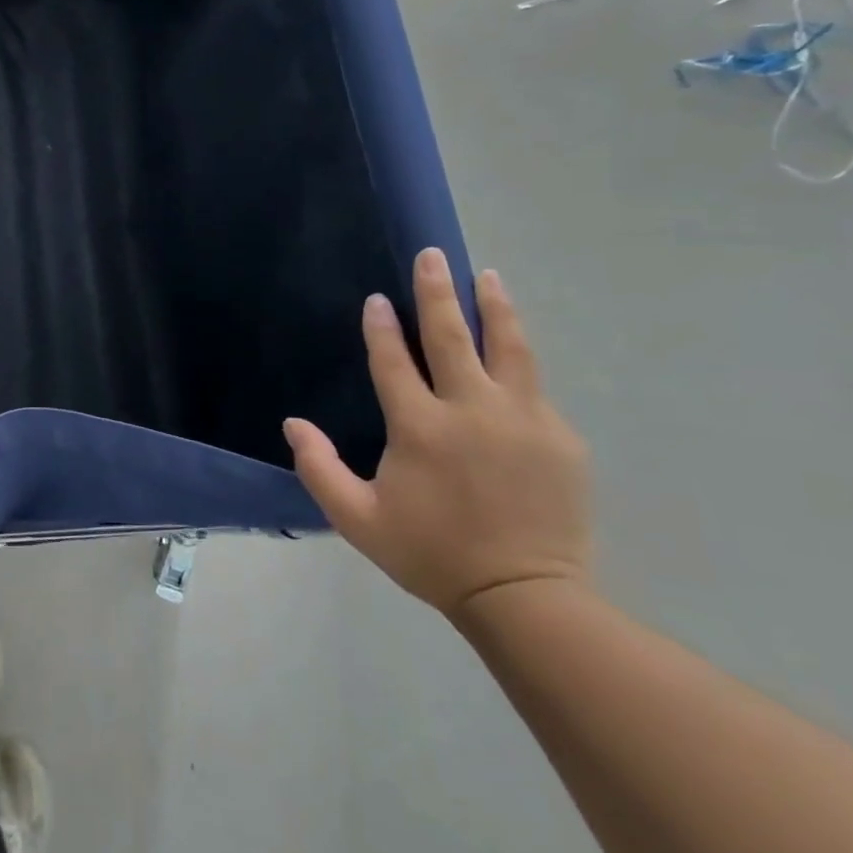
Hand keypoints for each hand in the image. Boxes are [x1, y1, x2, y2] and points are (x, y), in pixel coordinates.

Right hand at [284, 249, 591, 619]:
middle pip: (452, 336)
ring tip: (487, 276)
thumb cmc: (430, 554)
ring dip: (494, 307)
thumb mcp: (357, 519)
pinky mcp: (559, 437)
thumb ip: (319, 468)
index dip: (380, 328)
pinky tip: (510, 351)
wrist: (525, 596)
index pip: (394, 361)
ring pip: (508, 347)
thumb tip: (294, 423)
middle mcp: (471, 410)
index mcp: (420, 427)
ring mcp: (523, 420)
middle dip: (437, 292)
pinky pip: (533, 386)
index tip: (376, 299)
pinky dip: (517, 358)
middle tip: (432, 256)